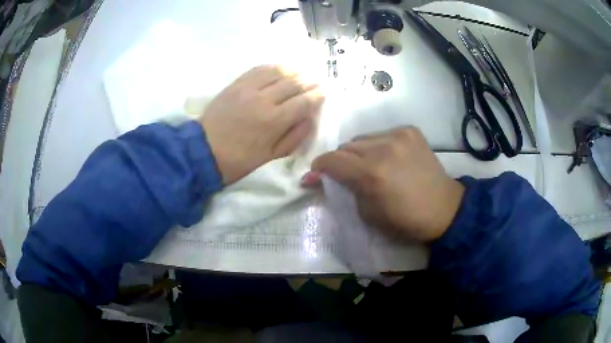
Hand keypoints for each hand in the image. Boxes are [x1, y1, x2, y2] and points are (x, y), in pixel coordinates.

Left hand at [200, 65, 323, 184]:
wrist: (203, 151)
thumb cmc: (239, 160)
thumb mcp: (271, 157)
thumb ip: (294, 137)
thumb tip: (310, 119)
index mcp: (275, 121)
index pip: (304, 101)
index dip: (317, 95)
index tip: (325, 92)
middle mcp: (264, 99)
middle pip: (294, 83)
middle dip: (309, 81)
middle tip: (317, 81)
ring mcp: (248, 88)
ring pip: (278, 71)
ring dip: (294, 71)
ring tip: (301, 73)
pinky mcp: (236, 84)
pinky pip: (259, 69)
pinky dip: (273, 67)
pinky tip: (280, 69)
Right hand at [306, 127, 464, 241]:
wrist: (444, 208)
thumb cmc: (405, 221)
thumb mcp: (367, 214)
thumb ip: (344, 190)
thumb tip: (318, 178)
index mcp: (371, 173)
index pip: (332, 160)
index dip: (320, 167)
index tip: (318, 173)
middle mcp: (383, 148)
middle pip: (347, 146)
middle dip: (342, 160)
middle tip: (348, 174)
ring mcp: (399, 136)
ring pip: (363, 138)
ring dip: (360, 152)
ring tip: (371, 165)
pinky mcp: (411, 131)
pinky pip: (382, 134)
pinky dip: (379, 146)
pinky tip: (390, 158)